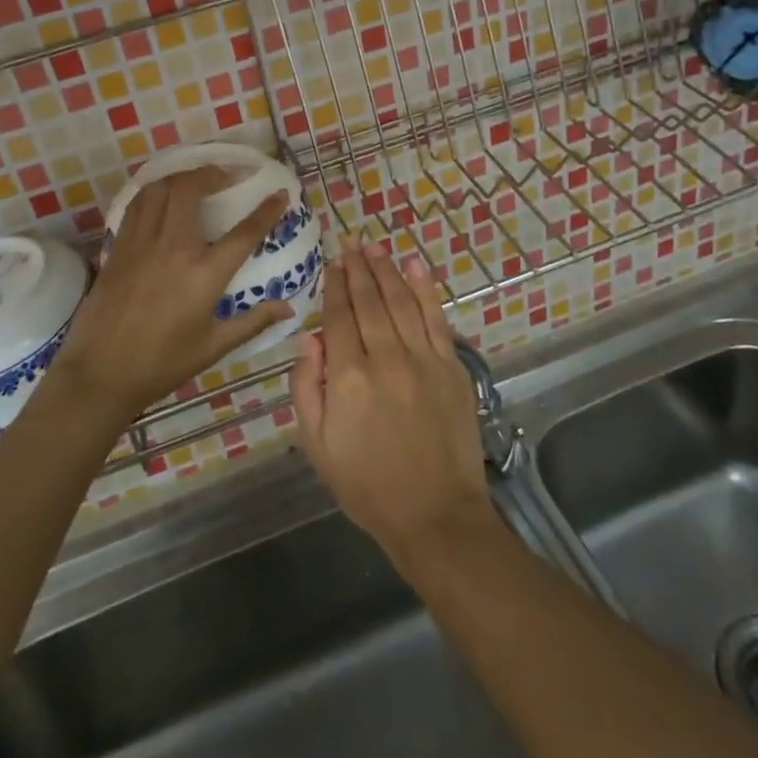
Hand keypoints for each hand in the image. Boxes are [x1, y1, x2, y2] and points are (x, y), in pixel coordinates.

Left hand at [55, 167, 293, 423]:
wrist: (101, 373)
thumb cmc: (162, 364)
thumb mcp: (214, 346)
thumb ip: (254, 322)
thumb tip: (289, 308)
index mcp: (204, 274)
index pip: (244, 232)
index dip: (266, 210)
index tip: (279, 194)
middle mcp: (173, 248)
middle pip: (191, 189)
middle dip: (214, 173)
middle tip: (229, 175)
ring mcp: (142, 244)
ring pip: (160, 189)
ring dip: (182, 176)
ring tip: (196, 179)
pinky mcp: (119, 247)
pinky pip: (137, 205)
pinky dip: (154, 192)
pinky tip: (162, 198)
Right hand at [292, 245, 498, 570]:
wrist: (435, 515)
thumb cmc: (367, 485)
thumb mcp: (317, 446)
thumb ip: (305, 388)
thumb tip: (309, 339)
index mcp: (348, 378)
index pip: (338, 317)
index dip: (334, 285)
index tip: (332, 262)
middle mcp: (386, 358)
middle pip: (369, 301)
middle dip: (358, 268)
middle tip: (351, 242)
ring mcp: (423, 360)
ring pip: (401, 301)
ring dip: (387, 270)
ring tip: (375, 248)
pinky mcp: (451, 367)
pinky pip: (436, 318)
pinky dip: (425, 289)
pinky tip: (416, 266)